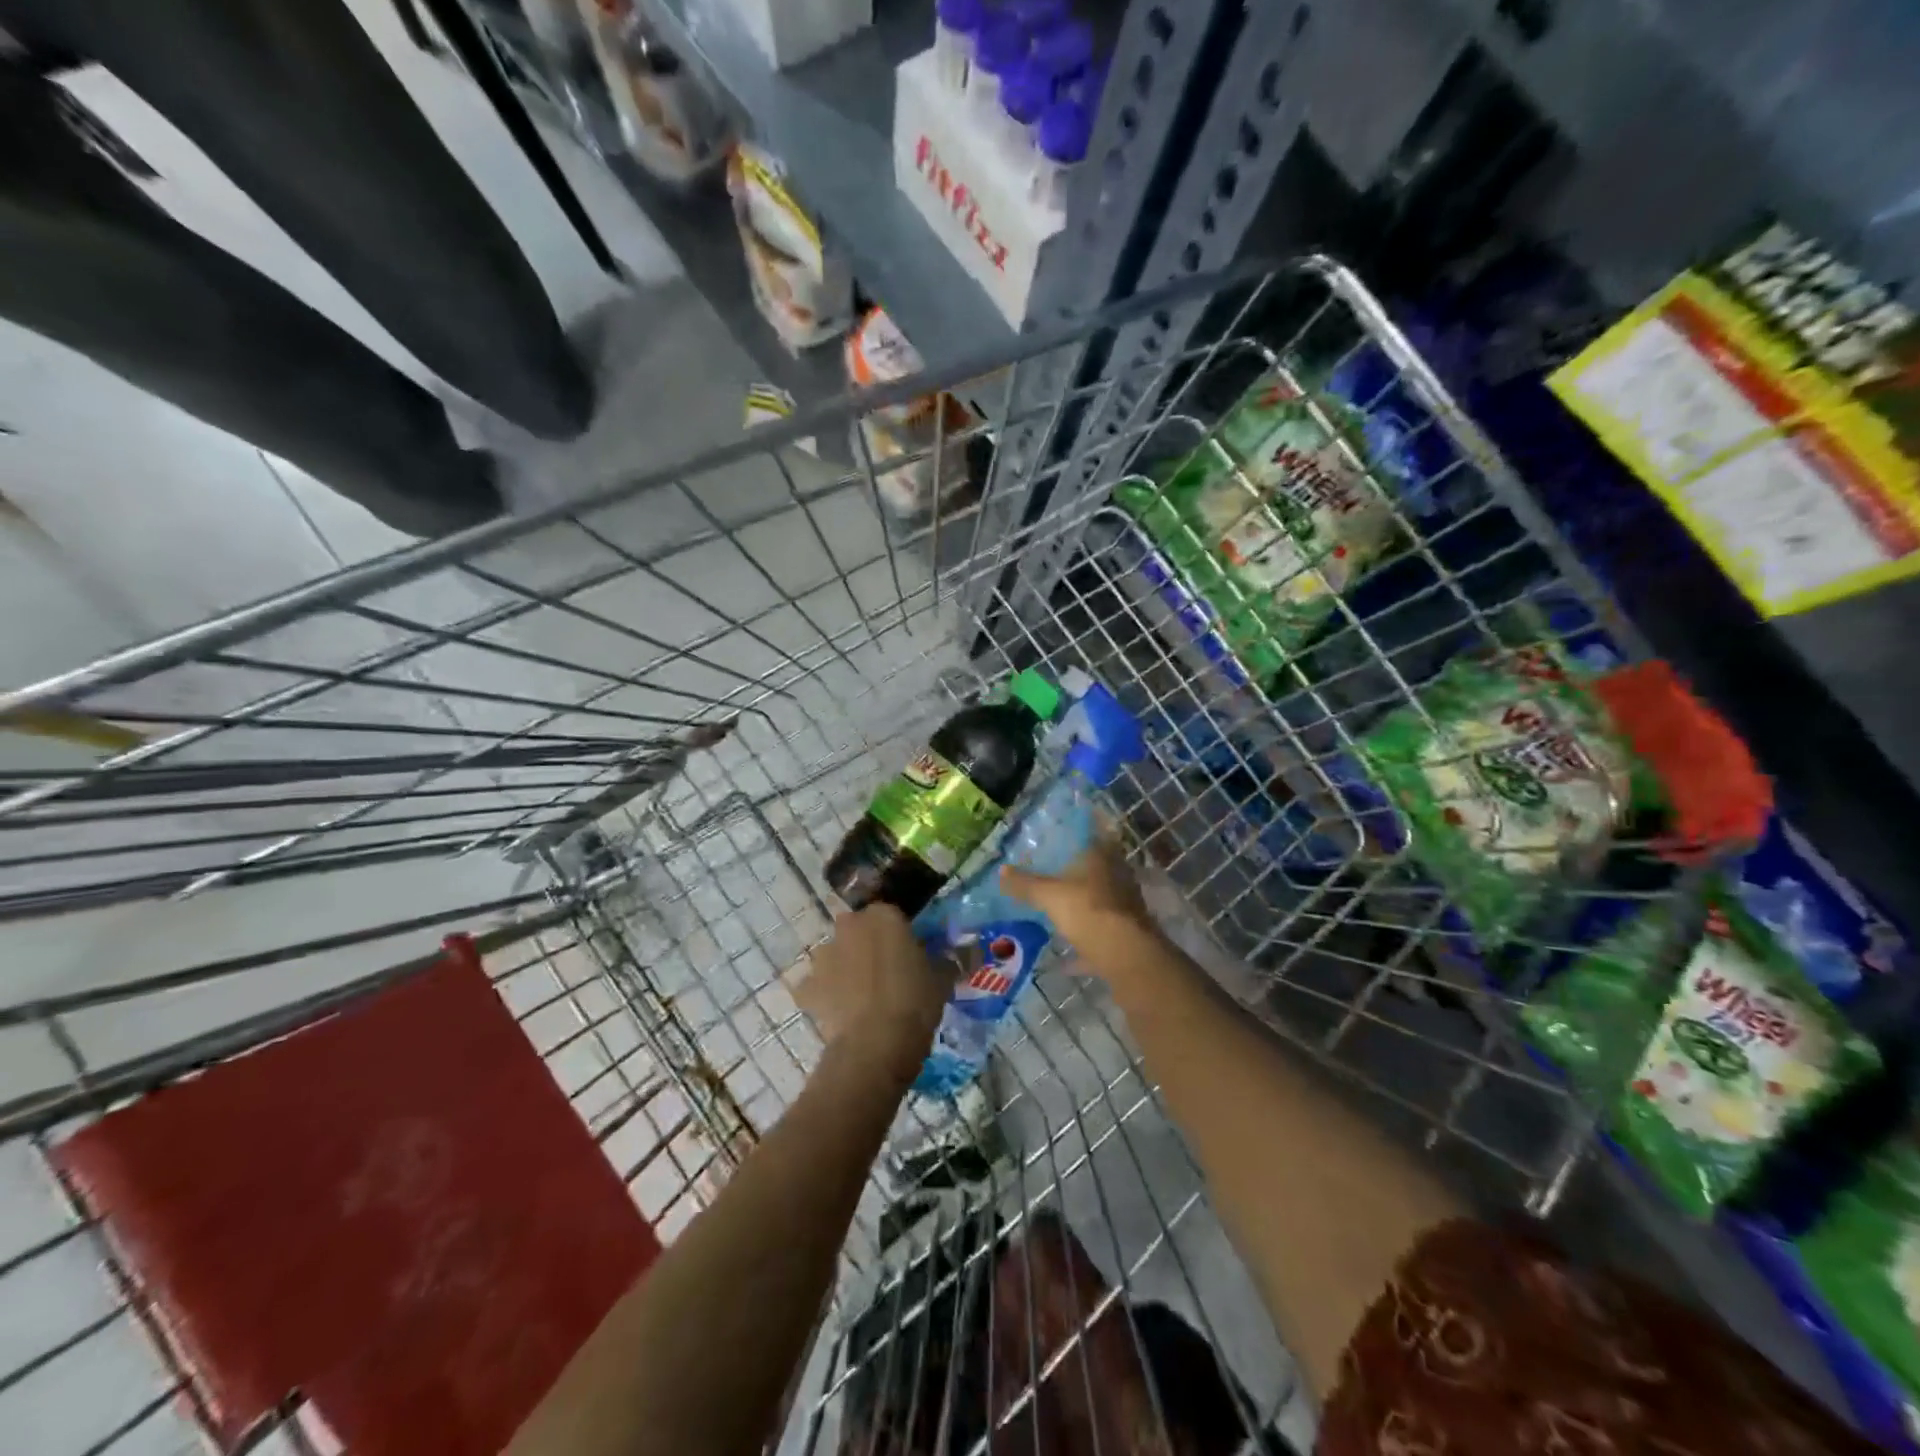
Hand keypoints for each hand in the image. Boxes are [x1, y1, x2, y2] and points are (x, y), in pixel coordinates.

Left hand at [794, 905, 950, 1081]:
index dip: (899, 934)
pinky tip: (839, 1013)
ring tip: (861, 996)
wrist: (876, 1044)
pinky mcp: (807, 986)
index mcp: (883, 916)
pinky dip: (824, 995)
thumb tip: (944, 962)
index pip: (891, 914)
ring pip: (835, 955)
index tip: (908, 953)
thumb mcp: (942, 979)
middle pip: (857, 929)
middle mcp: (850, 927)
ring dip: (844, 967)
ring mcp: (824, 956)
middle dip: (866, 944)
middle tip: (885, 971)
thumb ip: (940, 962)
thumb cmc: (915, 1002)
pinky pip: (816, 986)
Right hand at [1000, 838, 1160, 974]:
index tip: (1057, 838)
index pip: (1091, 834)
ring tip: (1056, 905)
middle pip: (1095, 866)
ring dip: (1081, 901)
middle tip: (1049, 872)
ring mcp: (1125, 902)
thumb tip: (1001, 870)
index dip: (1075, 834)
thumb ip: (1026, 884)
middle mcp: (1117, 874)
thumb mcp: (1049, 896)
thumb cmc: (1088, 912)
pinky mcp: (1127, 929)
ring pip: (1099, 896)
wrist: (1127, 956)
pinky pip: (1100, 927)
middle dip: (1075, 871)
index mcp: (1102, 856)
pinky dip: (1085, 935)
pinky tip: (1066, 950)